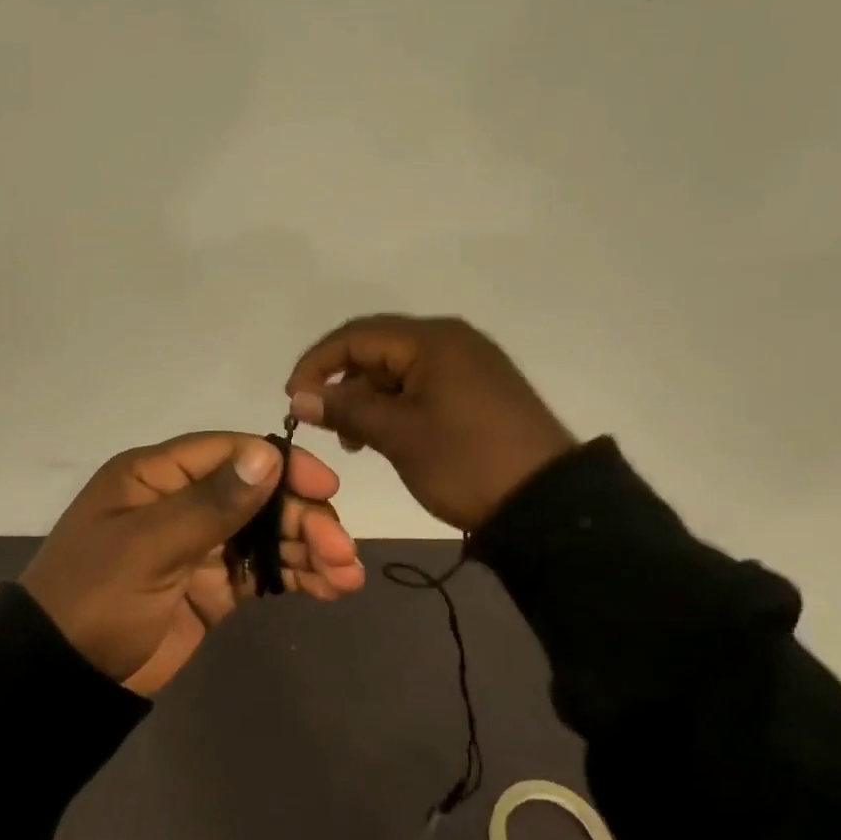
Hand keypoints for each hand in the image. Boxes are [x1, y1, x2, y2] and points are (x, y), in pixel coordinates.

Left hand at [22, 432, 365, 696]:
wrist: (61, 680)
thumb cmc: (96, 598)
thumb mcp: (148, 547)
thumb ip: (210, 504)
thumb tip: (268, 455)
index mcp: (156, 476)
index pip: (230, 453)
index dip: (281, 466)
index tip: (325, 489)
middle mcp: (182, 501)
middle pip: (257, 495)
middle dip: (303, 519)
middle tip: (341, 552)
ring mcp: (200, 545)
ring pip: (266, 534)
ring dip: (308, 549)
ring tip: (347, 577)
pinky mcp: (212, 586)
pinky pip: (261, 571)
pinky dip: (295, 576)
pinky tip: (329, 588)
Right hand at [284, 315, 576, 532]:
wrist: (548, 503)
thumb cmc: (466, 462)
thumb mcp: (399, 435)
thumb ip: (346, 409)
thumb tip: (300, 396)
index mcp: (431, 340)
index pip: (355, 335)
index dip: (316, 363)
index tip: (292, 399)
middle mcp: (451, 340)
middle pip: (377, 349)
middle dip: (342, 382)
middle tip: (322, 423)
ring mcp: (468, 364)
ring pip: (398, 369)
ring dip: (368, 398)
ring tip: (353, 440)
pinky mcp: (479, 389)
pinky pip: (423, 385)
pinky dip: (396, 406)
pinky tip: (385, 436)